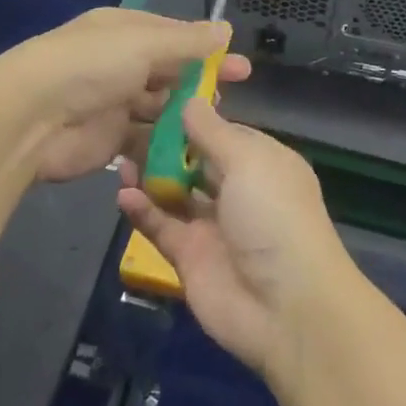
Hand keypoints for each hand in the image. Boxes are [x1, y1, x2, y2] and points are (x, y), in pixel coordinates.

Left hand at [0, 9, 250, 182]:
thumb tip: (226, 30)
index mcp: (126, 32)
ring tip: (213, 129)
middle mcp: (122, 64)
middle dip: (200, 85)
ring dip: (185, 117)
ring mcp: (115, 104)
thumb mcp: (143, 43)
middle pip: (171, 74)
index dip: (209, 51)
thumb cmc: (90, 66)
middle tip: (231, 98)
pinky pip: (146, 141)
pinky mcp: (110, 140)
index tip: (242, 66)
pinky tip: (191, 154)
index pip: (176, 38)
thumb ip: (187, 41)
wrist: (29, 119)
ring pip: (161, 109)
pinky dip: (166, 147)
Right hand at [117, 101, 353, 378]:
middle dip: (164, 146)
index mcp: (263, 162)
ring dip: (149, 176)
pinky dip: (142, 210)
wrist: (286, 306)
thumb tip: (190, 100)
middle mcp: (239, 190)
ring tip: (118, 159)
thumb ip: (213, 133)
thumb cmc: (274, 216)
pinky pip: (162, 226)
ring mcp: (213, 225)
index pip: (223, 132)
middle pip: (195, 161)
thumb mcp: (249, 162)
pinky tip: (122, 195)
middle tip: (126, 126)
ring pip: (175, 192)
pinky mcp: (190, 257)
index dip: (193, 118)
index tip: (157, 99)